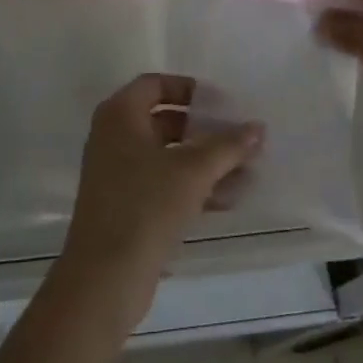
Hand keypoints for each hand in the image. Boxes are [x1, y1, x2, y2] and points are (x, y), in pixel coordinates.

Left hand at [55, 74, 261, 327]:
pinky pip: (164, 184)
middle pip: (164, 120)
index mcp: (120, 115)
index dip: (189, 89)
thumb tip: (258, 127)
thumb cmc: (145, 206)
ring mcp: (117, 173)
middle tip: (239, 136)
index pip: (155, 84)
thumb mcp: (193, 171)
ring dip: (205, 162)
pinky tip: (230, 199)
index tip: (221, 102)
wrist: (104, 278)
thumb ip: (227, 146)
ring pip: (167, 156)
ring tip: (246, 170)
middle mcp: (114, 137)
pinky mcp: (126, 206)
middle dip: (204, 129)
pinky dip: (193, 186)